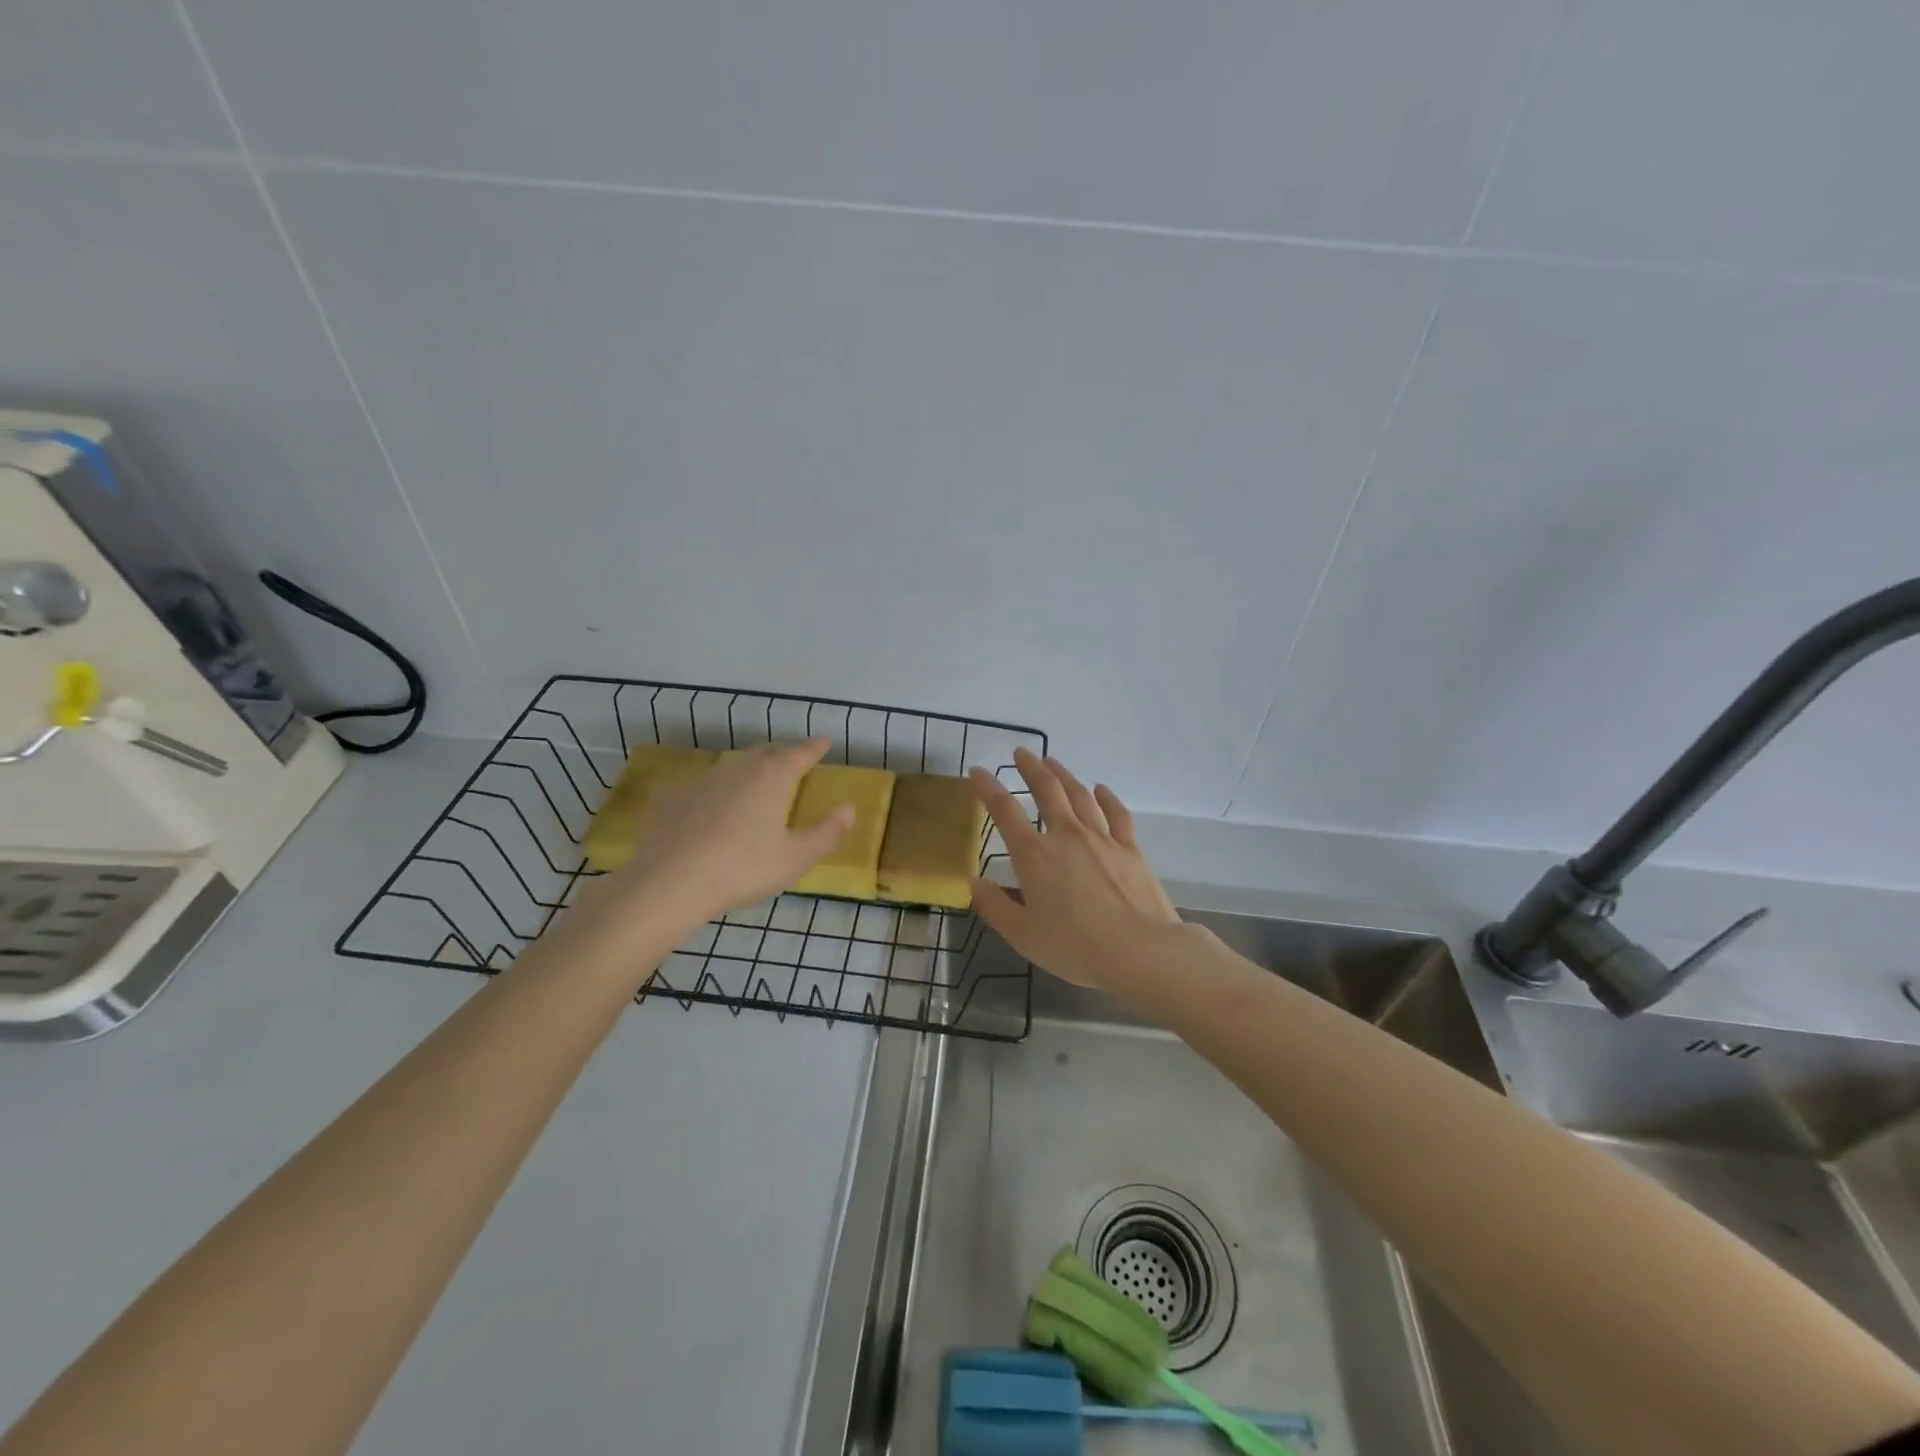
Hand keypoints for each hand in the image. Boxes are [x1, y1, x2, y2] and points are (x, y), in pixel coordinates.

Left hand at [593, 738, 852, 929]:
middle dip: (784, 752)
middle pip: (766, 751)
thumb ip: (826, 832)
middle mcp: (740, 768)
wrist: (670, 882)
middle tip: (795, 758)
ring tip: (760, 777)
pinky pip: (708, 783)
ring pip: (736, 764)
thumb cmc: (744, 868)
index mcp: (773, 777)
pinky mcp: (677, 798)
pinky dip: (722, 787)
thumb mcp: (796, 857)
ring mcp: (705, 780)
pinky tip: (718, 803)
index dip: (815, 747)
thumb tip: (849, 809)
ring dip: (752, 766)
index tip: (825, 741)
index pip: (800, 753)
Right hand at [968, 749, 1179, 988]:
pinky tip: (1100, 789)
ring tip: (1053, 761)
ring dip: (1064, 775)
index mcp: (1034, 855)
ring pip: (1080, 795)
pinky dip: (1106, 797)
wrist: (1140, 951)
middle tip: (1021, 752)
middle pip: (1047, 790)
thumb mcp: (1023, 935)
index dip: (987, 788)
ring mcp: (1102, 838)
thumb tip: (973, 883)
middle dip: (1031, 768)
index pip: (1004, 811)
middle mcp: (1066, 835)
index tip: (977, 772)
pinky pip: (1116, 813)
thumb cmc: (1075, 946)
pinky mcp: (1130, 848)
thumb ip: (995, 907)